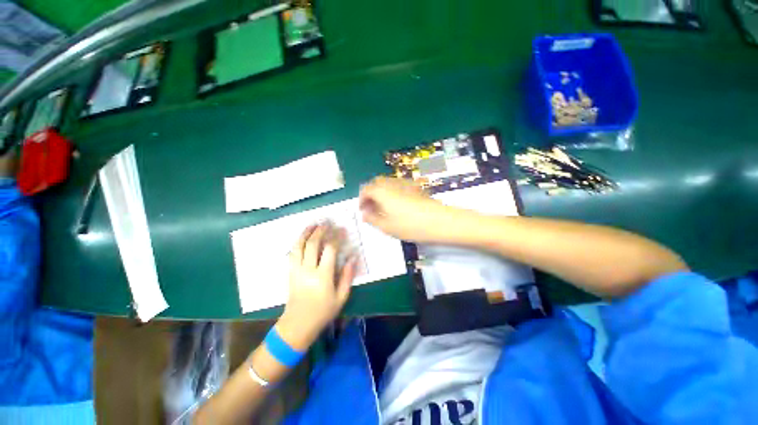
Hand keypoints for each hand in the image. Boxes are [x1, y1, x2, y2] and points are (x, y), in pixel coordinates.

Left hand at [277, 223, 356, 350]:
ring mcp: (296, 270)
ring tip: (312, 224)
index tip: (342, 230)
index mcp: (322, 276)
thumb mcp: (341, 297)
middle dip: (320, 231)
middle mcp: (307, 270)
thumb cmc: (323, 312)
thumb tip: (353, 258)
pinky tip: (302, 237)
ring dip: (305, 233)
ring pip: (298, 246)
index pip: (329, 250)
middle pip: (312, 244)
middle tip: (326, 223)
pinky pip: (292, 253)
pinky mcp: (290, 272)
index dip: (336, 238)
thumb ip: (347, 276)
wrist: (297, 325)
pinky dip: (297, 242)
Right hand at [359, 177, 461, 242]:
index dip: (361, 199)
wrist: (438, 221)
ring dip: (382, 192)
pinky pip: (399, 186)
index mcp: (382, 192)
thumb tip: (364, 214)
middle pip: (376, 183)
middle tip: (372, 208)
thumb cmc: (409, 226)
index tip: (363, 210)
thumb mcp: (386, 227)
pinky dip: (393, 192)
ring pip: (388, 183)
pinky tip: (399, 205)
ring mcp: (405, 183)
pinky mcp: (416, 187)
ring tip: (385, 208)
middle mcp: (392, 183)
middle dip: (371, 194)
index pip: (366, 189)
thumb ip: (372, 219)